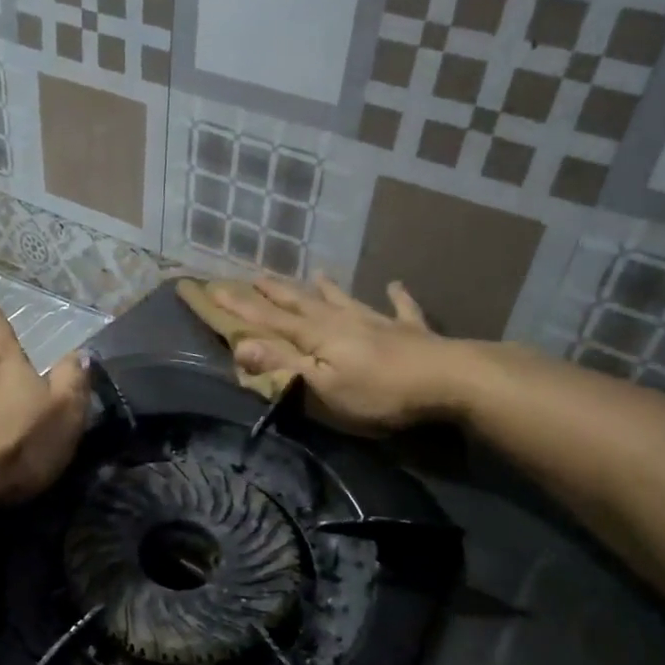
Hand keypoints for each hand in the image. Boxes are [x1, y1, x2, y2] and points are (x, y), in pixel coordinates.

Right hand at [208, 274, 464, 432]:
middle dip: (277, 292)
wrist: (449, 379)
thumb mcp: (323, 387)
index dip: (242, 308)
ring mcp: (379, 322)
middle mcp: (343, 321)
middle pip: (303, 303)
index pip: (270, 320)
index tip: (215, 289)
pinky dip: (396, 297)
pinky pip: (400, 309)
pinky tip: (395, 285)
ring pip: (345, 300)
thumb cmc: (379, 392)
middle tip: (256, 276)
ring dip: (328, 288)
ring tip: (316, 272)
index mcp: (318, 336)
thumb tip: (240, 346)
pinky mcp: (410, 332)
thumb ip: (284, 366)